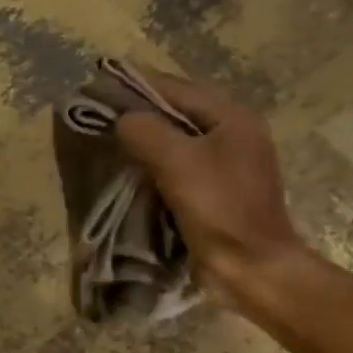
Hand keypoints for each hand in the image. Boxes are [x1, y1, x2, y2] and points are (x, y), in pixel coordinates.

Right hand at [114, 70, 308, 313]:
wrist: (251, 266)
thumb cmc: (219, 209)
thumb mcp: (178, 163)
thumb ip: (147, 133)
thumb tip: (122, 119)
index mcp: (233, 118)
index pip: (178, 89)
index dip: (139, 86)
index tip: (102, 86)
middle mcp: (234, 134)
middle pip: (180, 112)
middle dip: (142, 113)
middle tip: (102, 115)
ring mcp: (228, 165)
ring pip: (179, 140)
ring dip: (148, 140)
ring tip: (113, 142)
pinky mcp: (218, 192)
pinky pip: (181, 166)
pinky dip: (156, 164)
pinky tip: (135, 172)